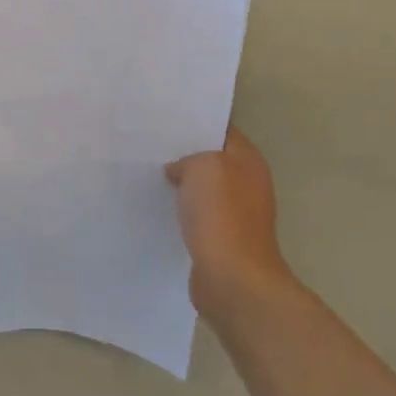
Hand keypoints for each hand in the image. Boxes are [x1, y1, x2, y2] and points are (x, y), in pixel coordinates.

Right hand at [166, 128, 290, 313]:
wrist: (232, 278)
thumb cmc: (221, 214)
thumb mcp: (202, 166)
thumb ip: (188, 158)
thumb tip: (178, 170)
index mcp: (249, 160)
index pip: (222, 129)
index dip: (196, 121)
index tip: (165, 118)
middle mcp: (247, 183)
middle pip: (212, 159)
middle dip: (185, 153)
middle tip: (150, 144)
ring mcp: (236, 213)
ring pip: (203, 188)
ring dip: (181, 183)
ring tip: (147, 172)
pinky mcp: (221, 238)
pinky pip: (197, 215)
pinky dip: (180, 210)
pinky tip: (157, 206)